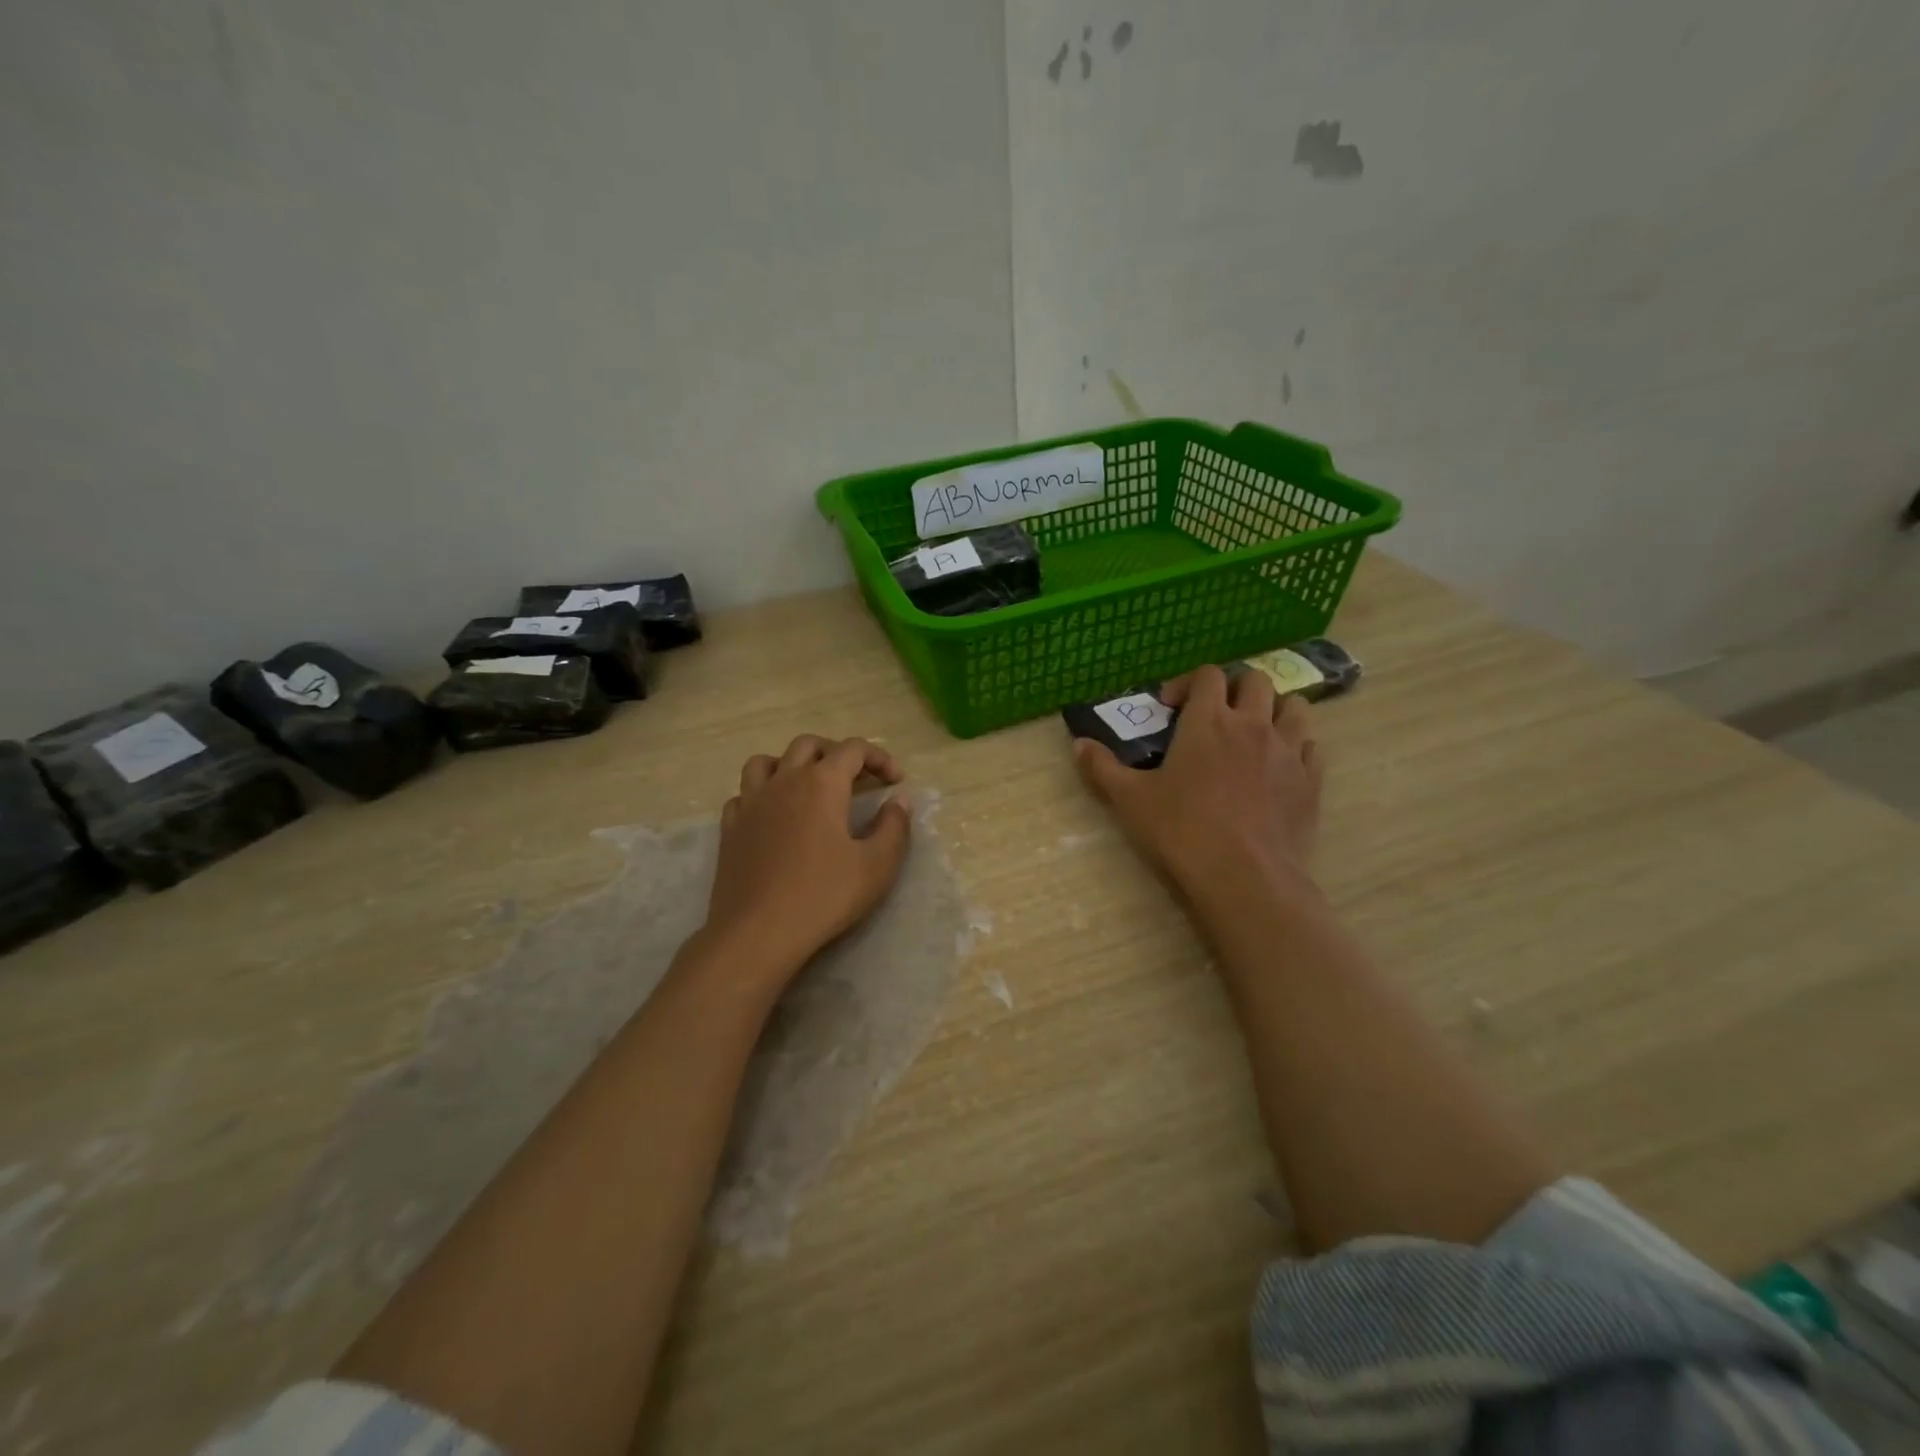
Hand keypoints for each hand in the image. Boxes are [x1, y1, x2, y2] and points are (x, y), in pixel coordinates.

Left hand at [702, 735, 912, 990]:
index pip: (854, 749)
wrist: (757, 933)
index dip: (879, 758)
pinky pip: (744, 794)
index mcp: (822, 784)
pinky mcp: (730, 828)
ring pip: (767, 761)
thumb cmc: (824, 896)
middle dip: (837, 753)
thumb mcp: (877, 866)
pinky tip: (773, 815)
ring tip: (808, 787)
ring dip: (792, 764)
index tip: (895, 781)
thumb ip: (894, 827)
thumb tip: (900, 800)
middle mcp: (784, 781)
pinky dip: (762, 794)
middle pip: (809, 745)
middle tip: (857, 778)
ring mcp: (751, 803)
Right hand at [1073, 665, 1321, 895]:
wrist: (1244, 877)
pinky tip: (1279, 768)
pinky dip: (1296, 747)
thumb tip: (1078, 744)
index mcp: (1208, 721)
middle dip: (1234, 689)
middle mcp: (1253, 725)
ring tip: (1255, 732)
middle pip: (1256, 681)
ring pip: (1295, 707)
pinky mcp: (1311, 781)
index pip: (1208, 675)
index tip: (1171, 707)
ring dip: (1274, 711)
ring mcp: (1288, 752)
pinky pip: (1311, 748)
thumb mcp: (1130, 799)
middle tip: (1216, 715)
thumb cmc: (1181, 830)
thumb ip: (1102, 767)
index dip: (1188, 682)